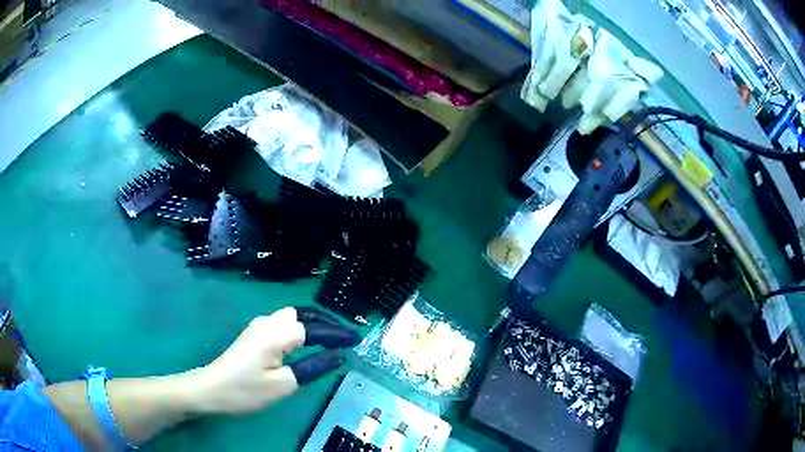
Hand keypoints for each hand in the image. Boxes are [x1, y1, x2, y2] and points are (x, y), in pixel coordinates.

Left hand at [185, 306, 359, 414]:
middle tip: (344, 337)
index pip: (315, 328)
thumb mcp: (283, 384)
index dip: (337, 333)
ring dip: (313, 323)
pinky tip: (306, 341)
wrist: (210, 389)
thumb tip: (337, 356)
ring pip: (292, 316)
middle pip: (303, 313)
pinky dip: (301, 327)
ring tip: (330, 338)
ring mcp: (259, 326)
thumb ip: (312, 367)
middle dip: (326, 322)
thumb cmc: (246, 390)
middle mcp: (268, 322)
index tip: (357, 340)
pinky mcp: (254, 333)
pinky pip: (283, 323)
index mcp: (276, 334)